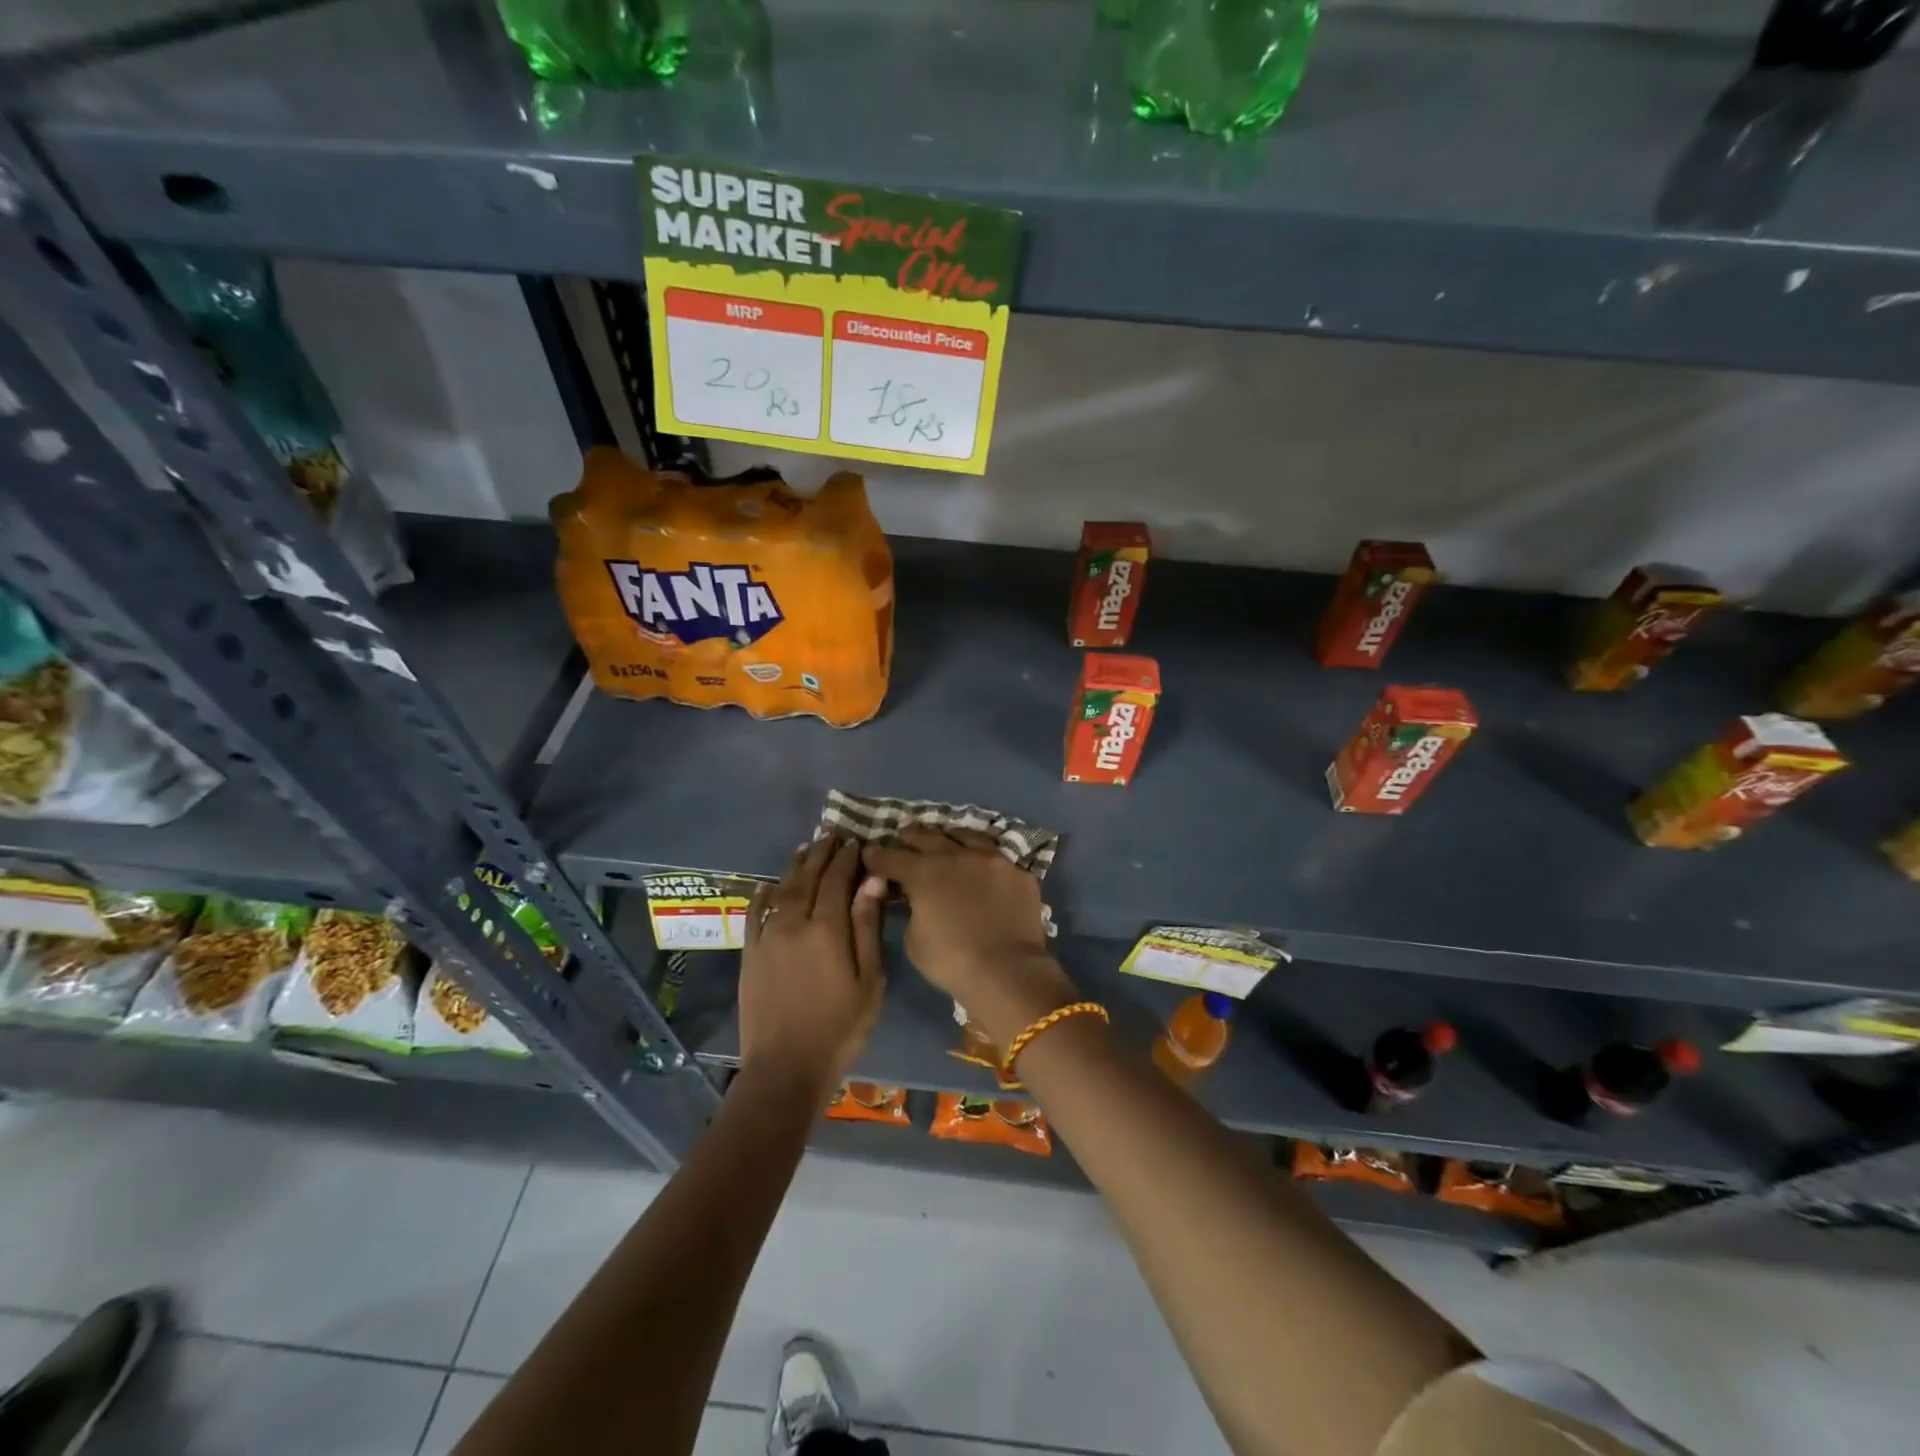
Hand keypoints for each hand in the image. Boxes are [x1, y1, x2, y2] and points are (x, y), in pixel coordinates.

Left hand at [738, 838, 885, 1099]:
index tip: (854, 842)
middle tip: (830, 836)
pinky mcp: (750, 955)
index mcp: (826, 928)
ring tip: (804, 849)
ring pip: (780, 890)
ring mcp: (767, 938)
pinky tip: (767, 885)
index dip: (846, 859)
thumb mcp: (869, 980)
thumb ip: (867, 927)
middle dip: (820, 855)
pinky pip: (754, 915)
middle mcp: (793, 923)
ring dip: (793, 867)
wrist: (785, 1067)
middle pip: (807, 878)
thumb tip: (871, 882)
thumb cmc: (840, 1026)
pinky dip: (762, 895)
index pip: (836, 880)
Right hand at [859, 828, 1074, 1044]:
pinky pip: (998, 857)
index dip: (877, 855)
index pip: (892, 857)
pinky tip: (983, 864)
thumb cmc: (951, 960)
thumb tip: (915, 901)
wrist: (1007, 970)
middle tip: (903, 835)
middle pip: (928, 837)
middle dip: (911, 836)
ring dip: (950, 837)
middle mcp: (957, 856)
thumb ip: (911, 911)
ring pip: (967, 836)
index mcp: (925, 872)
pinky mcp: (1019, 873)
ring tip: (946, 839)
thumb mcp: (914, 940)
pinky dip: (984, 859)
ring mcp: (992, 860)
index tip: (869, 853)